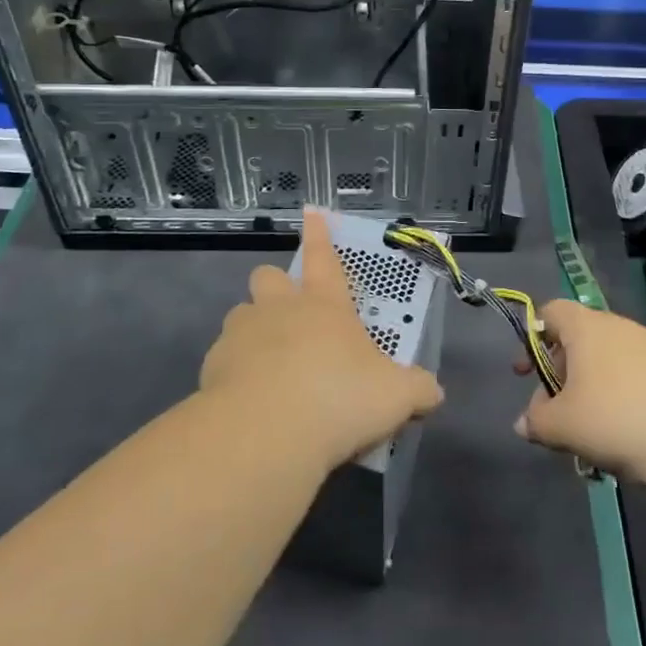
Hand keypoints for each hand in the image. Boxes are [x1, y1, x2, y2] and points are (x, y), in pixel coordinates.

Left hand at [202, 211, 443, 471]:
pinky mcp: (212, 367)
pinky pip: (223, 358)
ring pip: (241, 314)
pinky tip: (249, 401)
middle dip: (276, 286)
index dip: (319, 234)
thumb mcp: (395, 397)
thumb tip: (433, 392)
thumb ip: (416, 389)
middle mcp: (279, 309)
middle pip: (269, 276)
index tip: (310, 211)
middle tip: (290, 313)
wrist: (265, 433)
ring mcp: (241, 334)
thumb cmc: (339, 398)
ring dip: (253, 329)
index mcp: (324, 305)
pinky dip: (234, 372)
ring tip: (268, 363)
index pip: (323, 257)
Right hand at [515, 300, 645, 495]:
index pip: (550, 312)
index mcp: (586, 327)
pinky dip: (624, 400)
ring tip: (592, 435)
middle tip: (556, 415)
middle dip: (561, 376)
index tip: (526, 373)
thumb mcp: (564, 426)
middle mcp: (619, 327)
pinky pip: (638, 379)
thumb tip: (524, 422)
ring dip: (593, 393)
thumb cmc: (619, 419)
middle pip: (579, 341)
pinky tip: (628, 438)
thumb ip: (537, 421)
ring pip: (609, 364)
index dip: (532, 338)